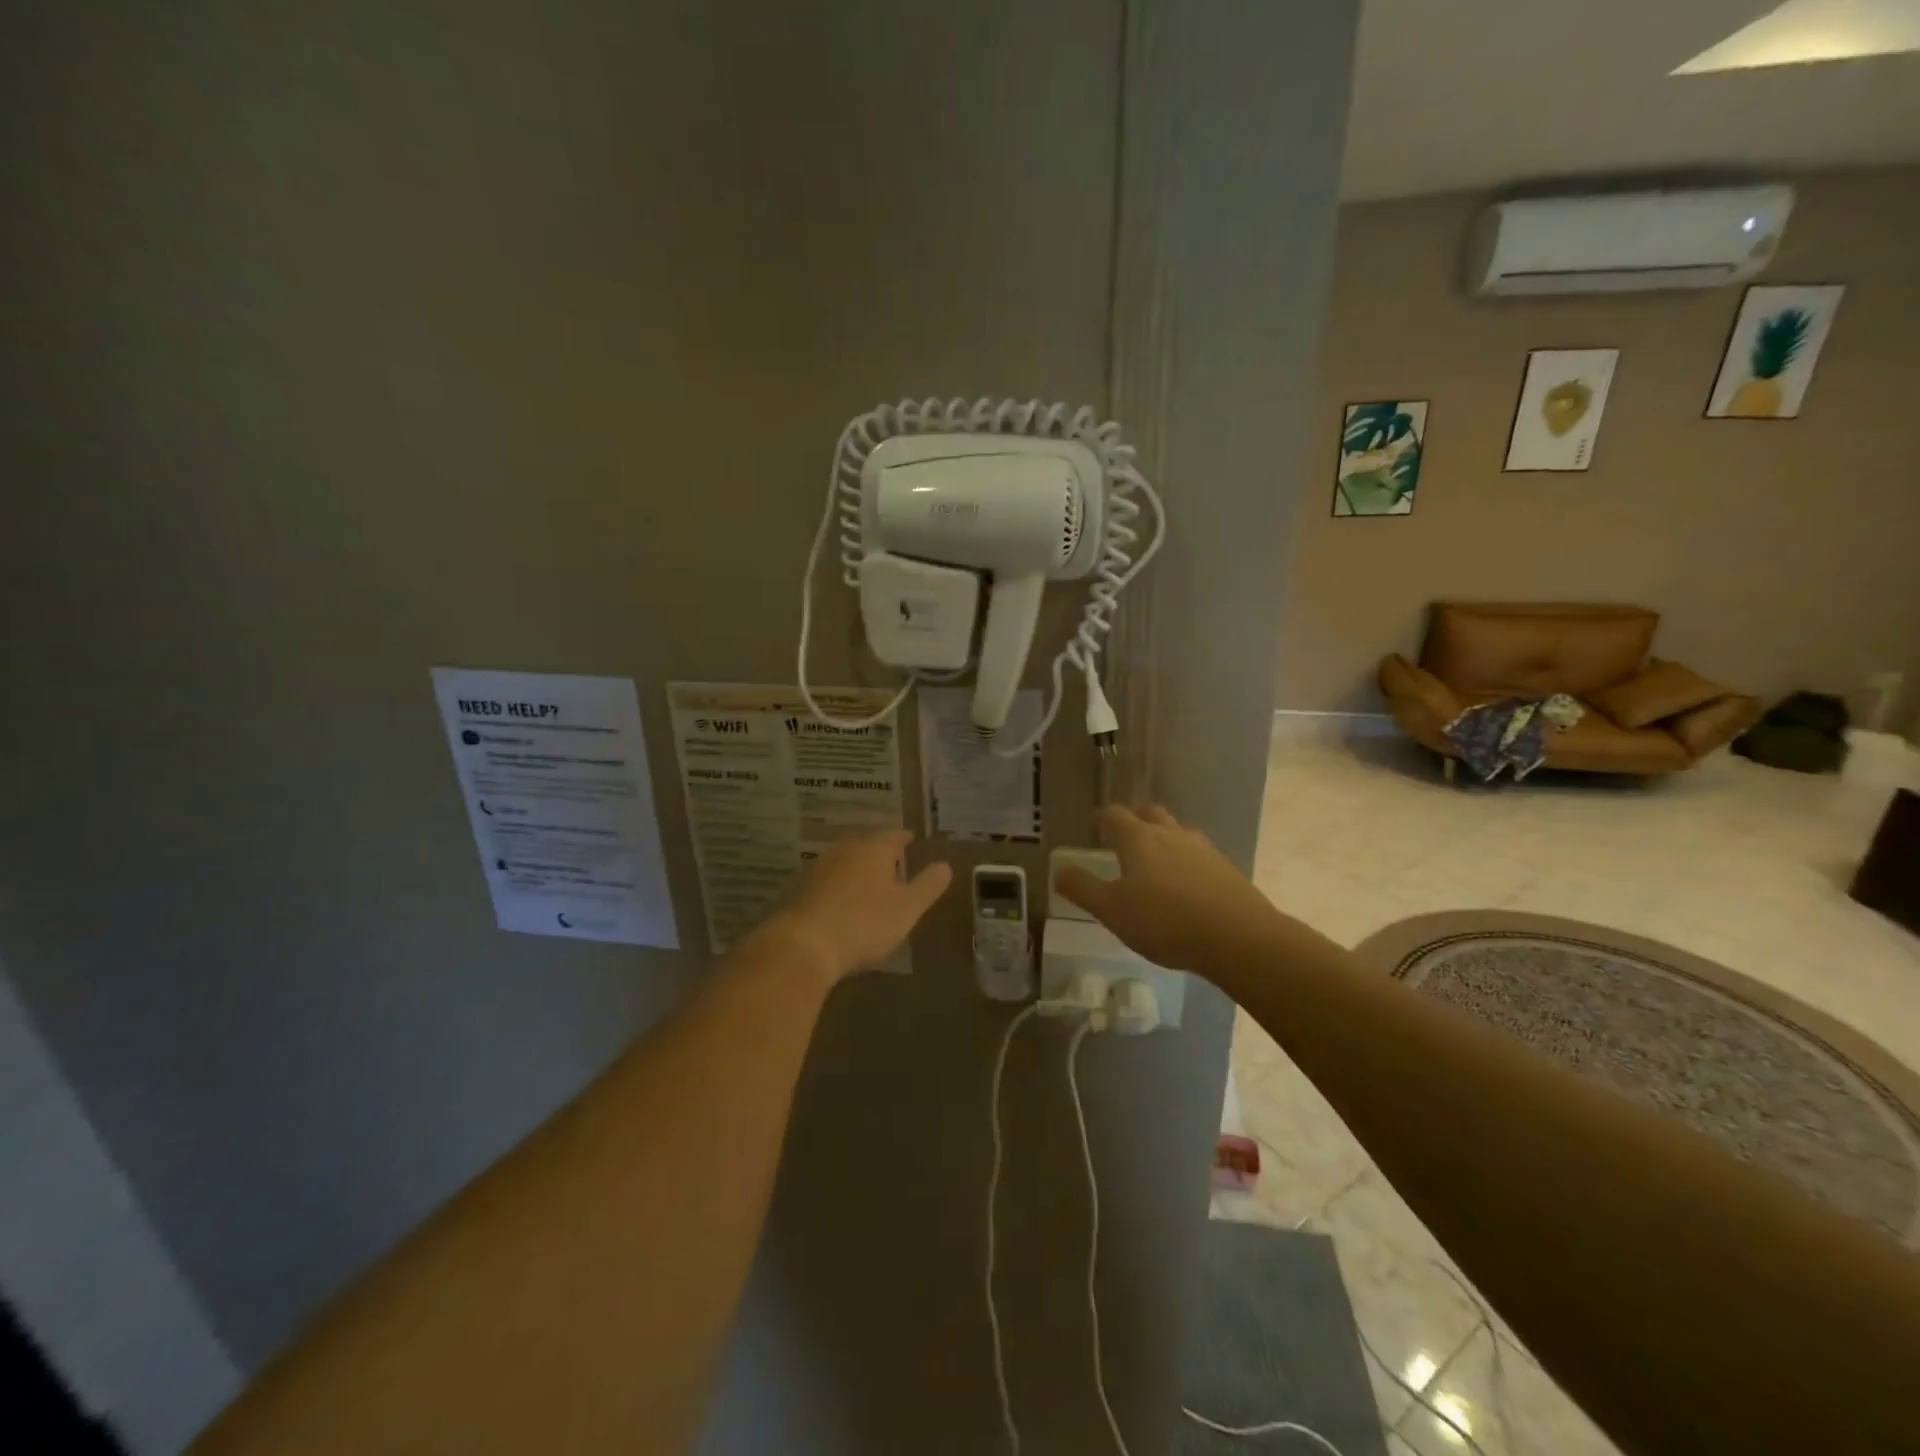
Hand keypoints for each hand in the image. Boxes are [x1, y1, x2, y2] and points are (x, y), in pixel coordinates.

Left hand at [756, 829, 952, 983]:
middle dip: (878, 851)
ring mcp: (817, 868)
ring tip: (867, 880)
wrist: (803, 945)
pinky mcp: (798, 889)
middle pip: (865, 844)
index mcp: (873, 849)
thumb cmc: (864, 924)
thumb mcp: (907, 909)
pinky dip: (836, 885)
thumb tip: (945, 865)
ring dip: (855, 868)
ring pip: (843, 860)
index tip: (911, 838)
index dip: (904, 838)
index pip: (893, 835)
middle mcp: (844, 850)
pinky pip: (825, 880)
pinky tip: (839, 900)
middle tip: (891, 859)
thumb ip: (927, 886)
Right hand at [1054, 805, 1279, 972]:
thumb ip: (1083, 889)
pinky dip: (1186, 862)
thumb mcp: (1112, 910)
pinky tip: (1185, 888)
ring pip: (1177, 832)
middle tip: (1123, 842)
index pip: (1114, 814)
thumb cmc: (1165, 921)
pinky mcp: (1226, 868)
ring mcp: (1202, 849)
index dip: (1102, 820)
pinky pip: (1198, 855)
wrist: (1238, 937)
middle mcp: (1170, 833)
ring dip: (1163, 840)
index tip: (1094, 832)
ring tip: (1154, 866)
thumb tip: (1059, 871)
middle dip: (1134, 822)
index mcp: (1138, 838)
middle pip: (1149, 813)